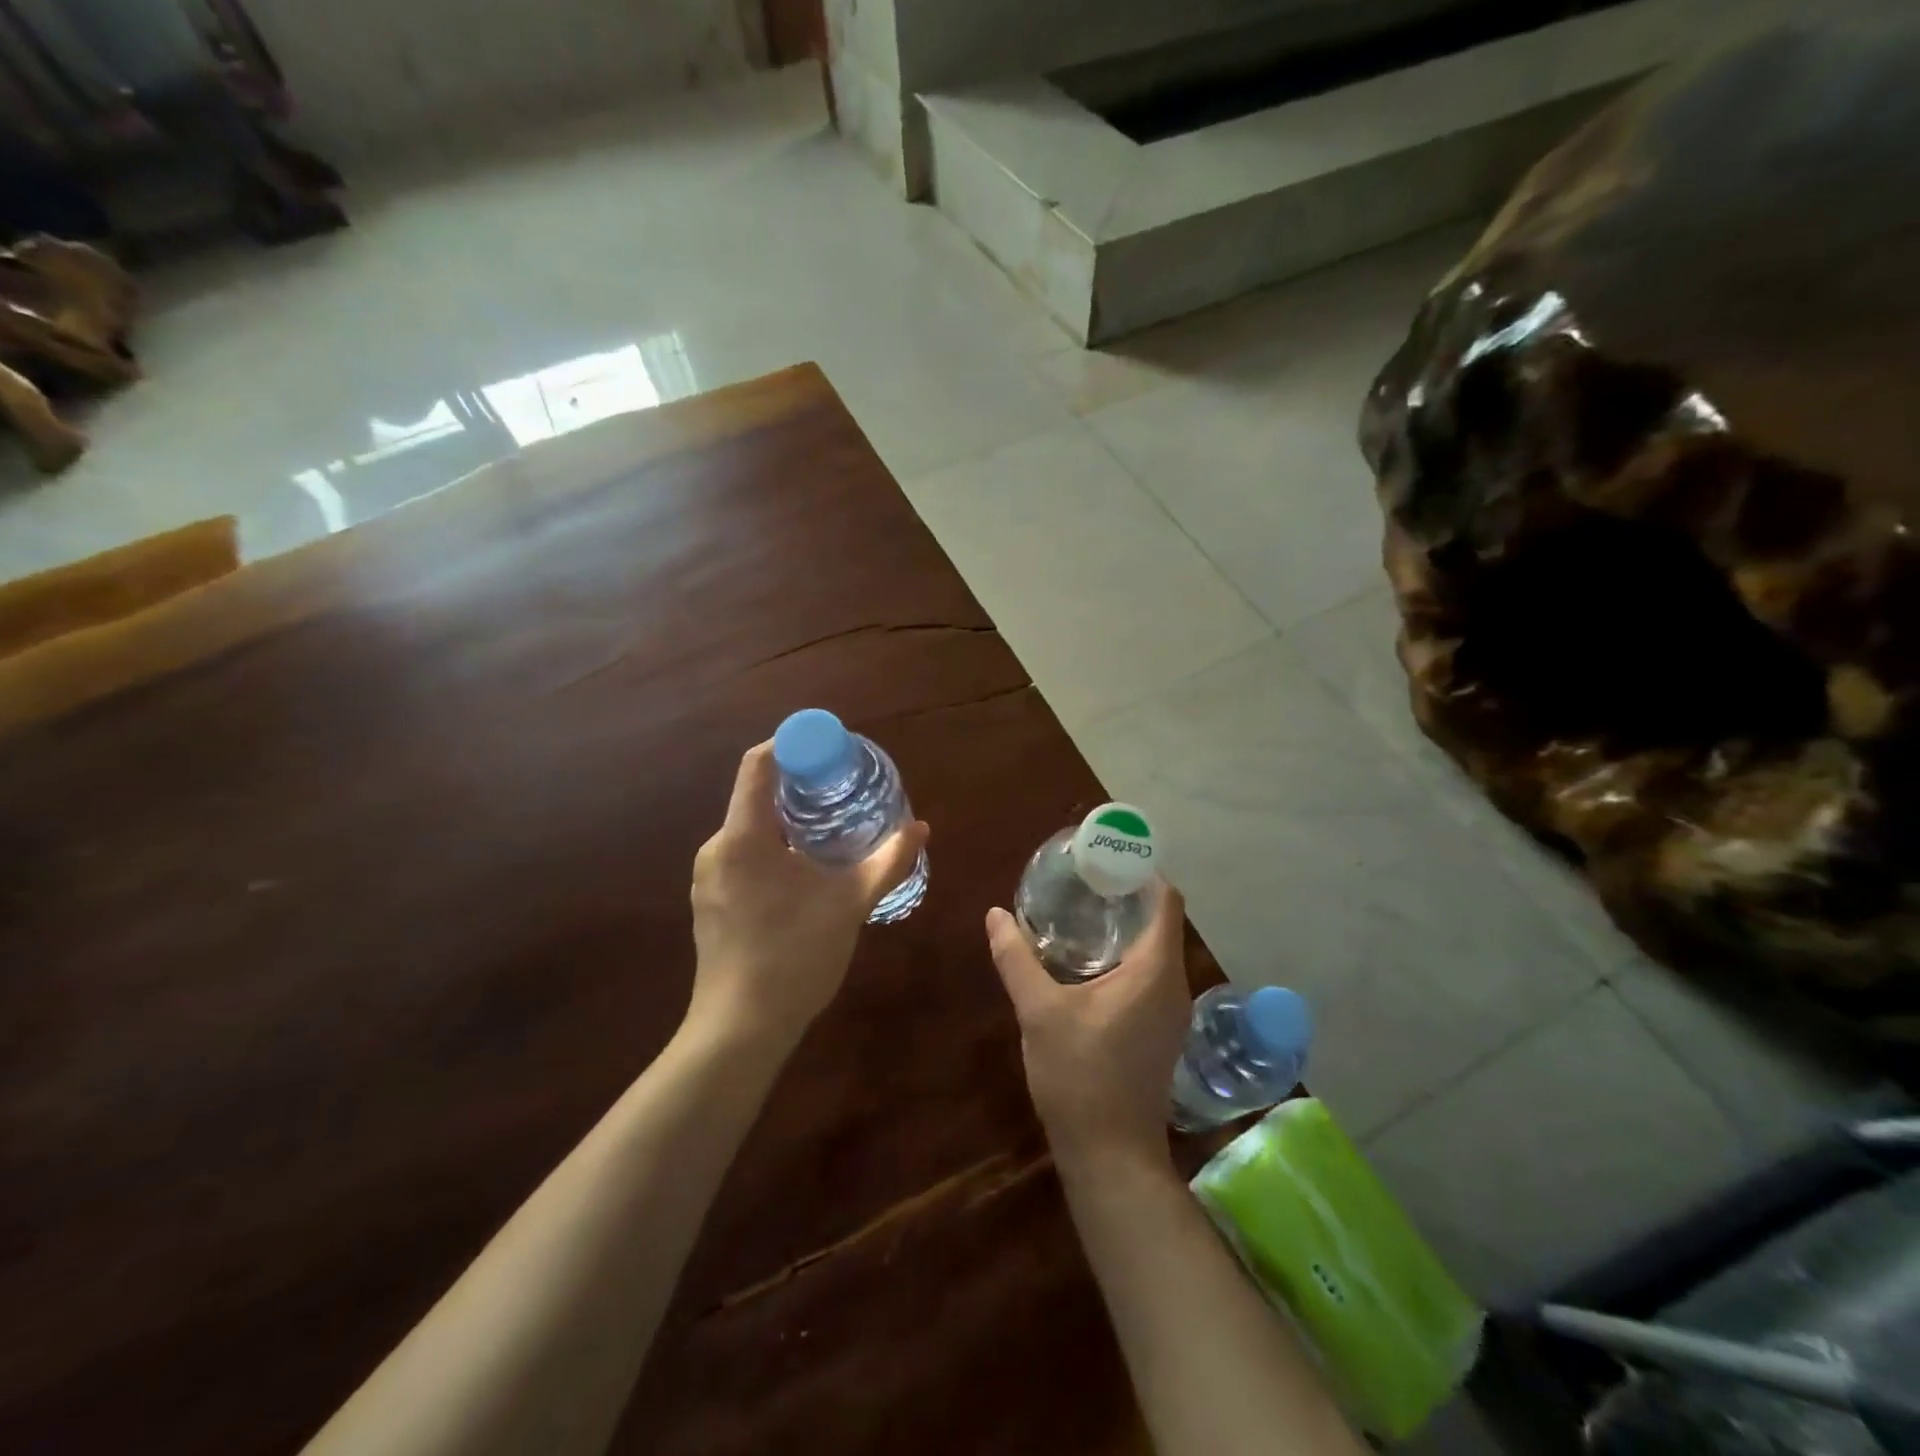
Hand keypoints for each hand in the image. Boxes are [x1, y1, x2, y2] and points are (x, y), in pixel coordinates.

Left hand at [689, 742, 927, 1050]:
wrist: (740, 1029)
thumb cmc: (795, 955)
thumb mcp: (850, 903)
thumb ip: (887, 862)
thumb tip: (921, 828)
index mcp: (744, 836)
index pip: (759, 764)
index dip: (793, 745)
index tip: (830, 750)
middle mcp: (717, 848)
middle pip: (756, 796)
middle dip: (800, 788)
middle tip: (843, 793)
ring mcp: (708, 878)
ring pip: (750, 830)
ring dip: (788, 823)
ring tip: (830, 834)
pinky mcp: (710, 903)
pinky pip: (742, 858)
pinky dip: (773, 851)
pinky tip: (803, 876)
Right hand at [985, 885, 1190, 1166]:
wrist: (1110, 1154)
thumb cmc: (1080, 1075)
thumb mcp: (1039, 1011)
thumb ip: (1016, 958)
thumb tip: (995, 914)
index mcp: (1155, 970)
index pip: (1165, 900)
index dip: (1141, 871)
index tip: (1104, 856)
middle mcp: (1173, 983)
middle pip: (1160, 920)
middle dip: (1126, 894)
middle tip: (1082, 878)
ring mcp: (1171, 1009)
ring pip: (1155, 948)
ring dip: (1125, 924)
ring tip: (1081, 908)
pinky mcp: (1160, 1029)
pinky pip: (1150, 972)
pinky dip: (1125, 953)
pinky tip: (1088, 958)